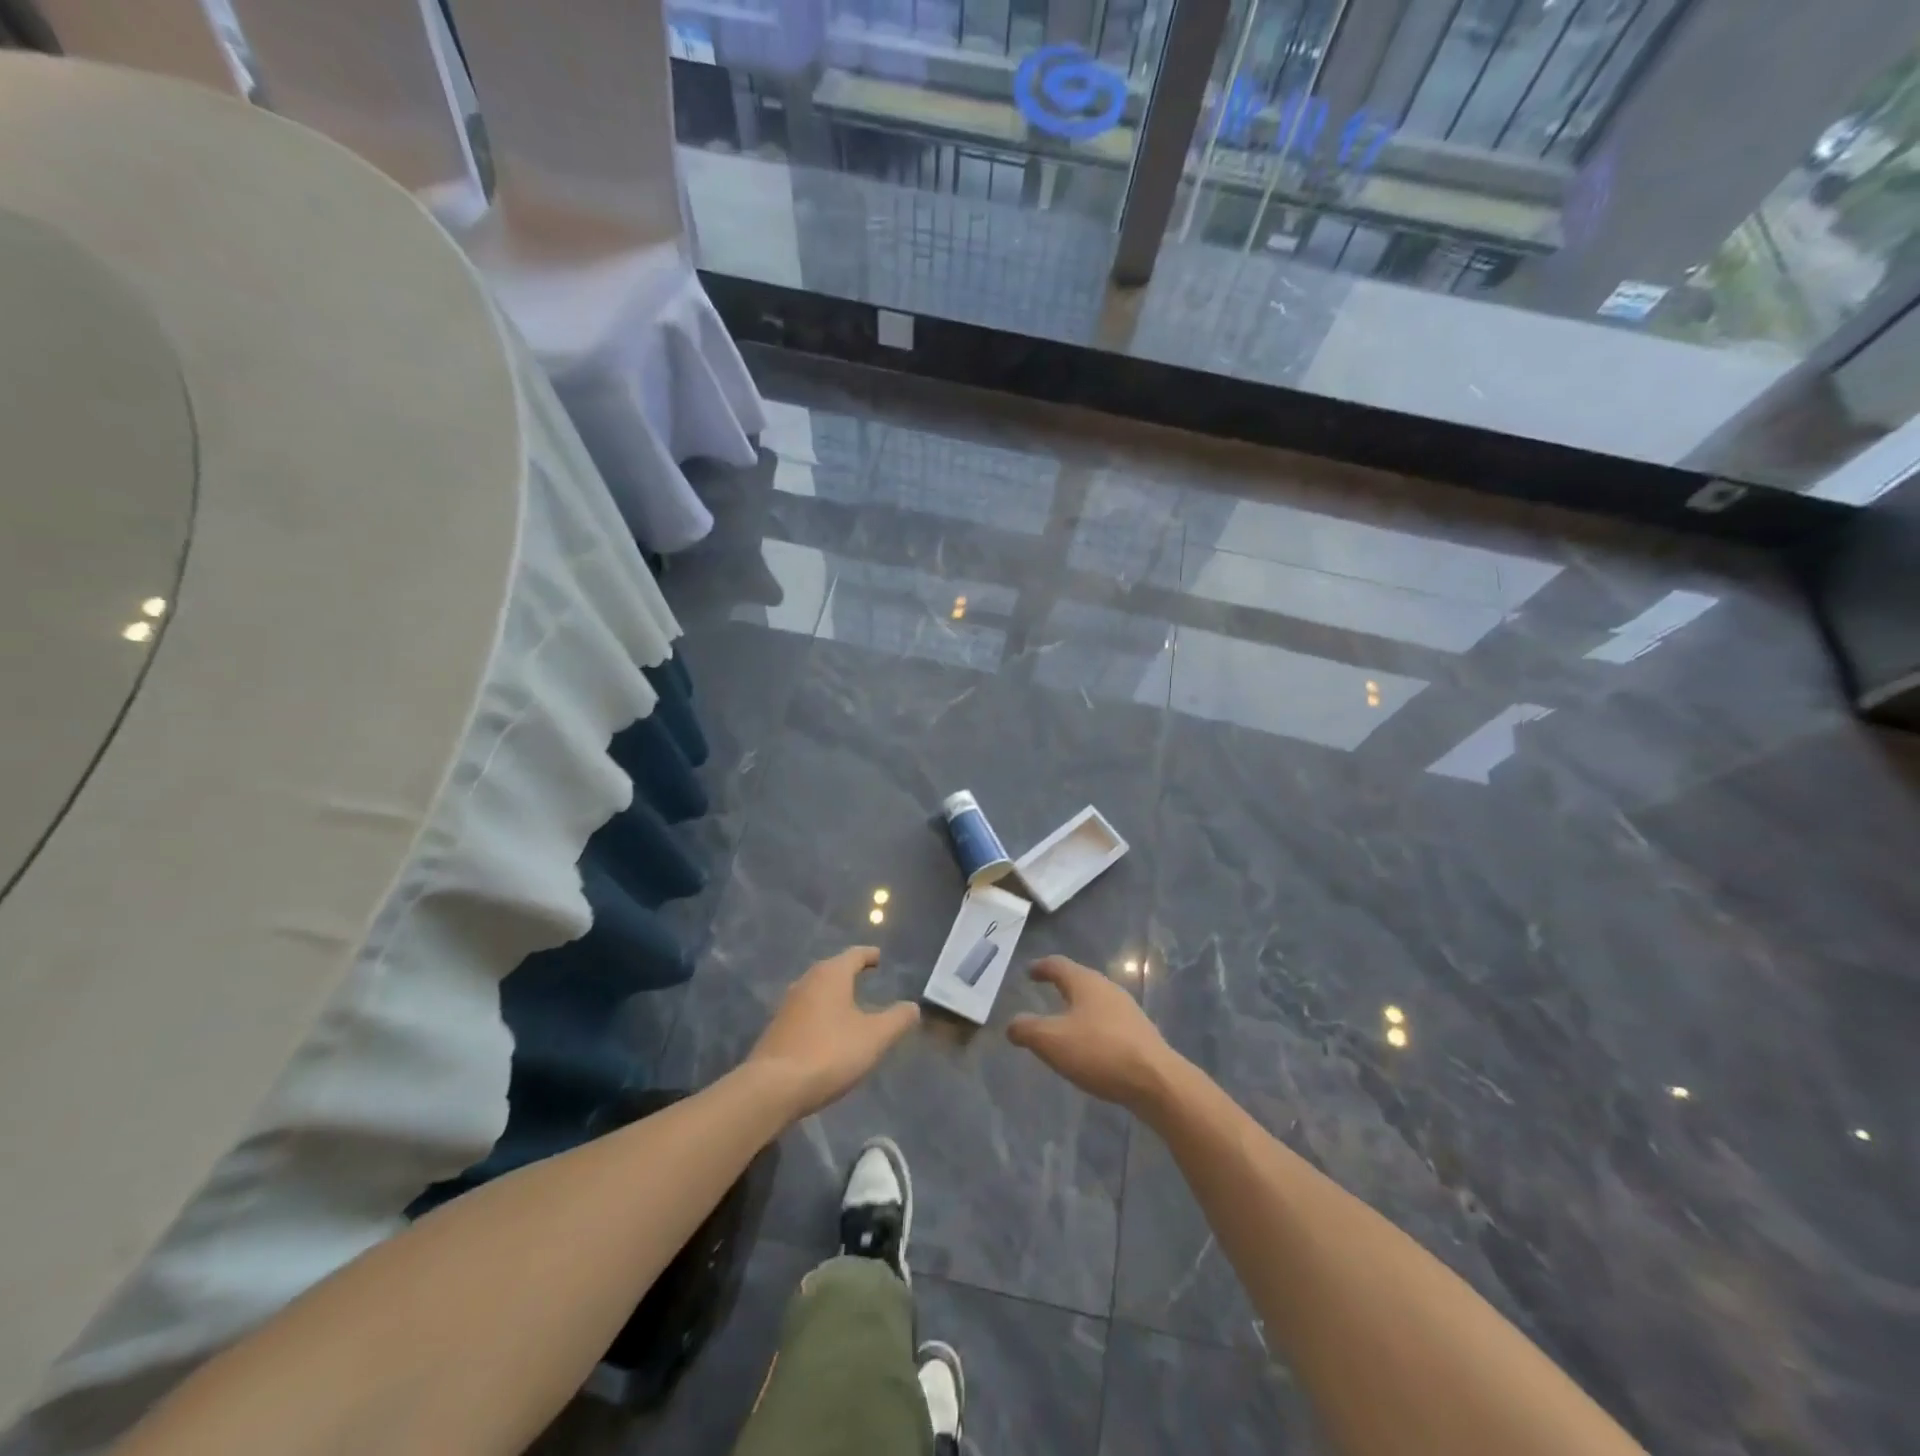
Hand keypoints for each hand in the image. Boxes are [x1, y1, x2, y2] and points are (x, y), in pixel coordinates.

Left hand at [748, 946, 919, 1119]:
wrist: (772, 1087)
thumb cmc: (829, 1053)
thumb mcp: (874, 1037)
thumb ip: (897, 1019)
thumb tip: (912, 1007)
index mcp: (831, 975)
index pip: (854, 955)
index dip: (869, 955)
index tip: (879, 957)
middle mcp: (806, 981)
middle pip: (832, 970)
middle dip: (849, 973)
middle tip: (866, 978)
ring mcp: (787, 1005)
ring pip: (816, 991)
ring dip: (833, 995)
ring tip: (849, 1005)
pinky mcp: (776, 1029)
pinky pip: (805, 1012)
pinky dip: (820, 1014)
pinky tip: (827, 1032)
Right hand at [1007, 956, 1178, 1114]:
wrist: (1156, 1081)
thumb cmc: (1099, 1052)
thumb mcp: (1051, 1041)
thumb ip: (1026, 1029)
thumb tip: (1012, 1024)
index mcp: (1085, 983)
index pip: (1058, 965)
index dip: (1041, 967)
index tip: (1029, 972)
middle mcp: (1107, 989)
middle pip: (1079, 980)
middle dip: (1061, 985)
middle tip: (1044, 992)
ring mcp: (1127, 1010)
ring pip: (1095, 1001)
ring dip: (1078, 1007)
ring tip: (1064, 1021)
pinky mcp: (1139, 1034)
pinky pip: (1108, 1022)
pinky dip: (1092, 1026)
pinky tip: (1089, 1046)